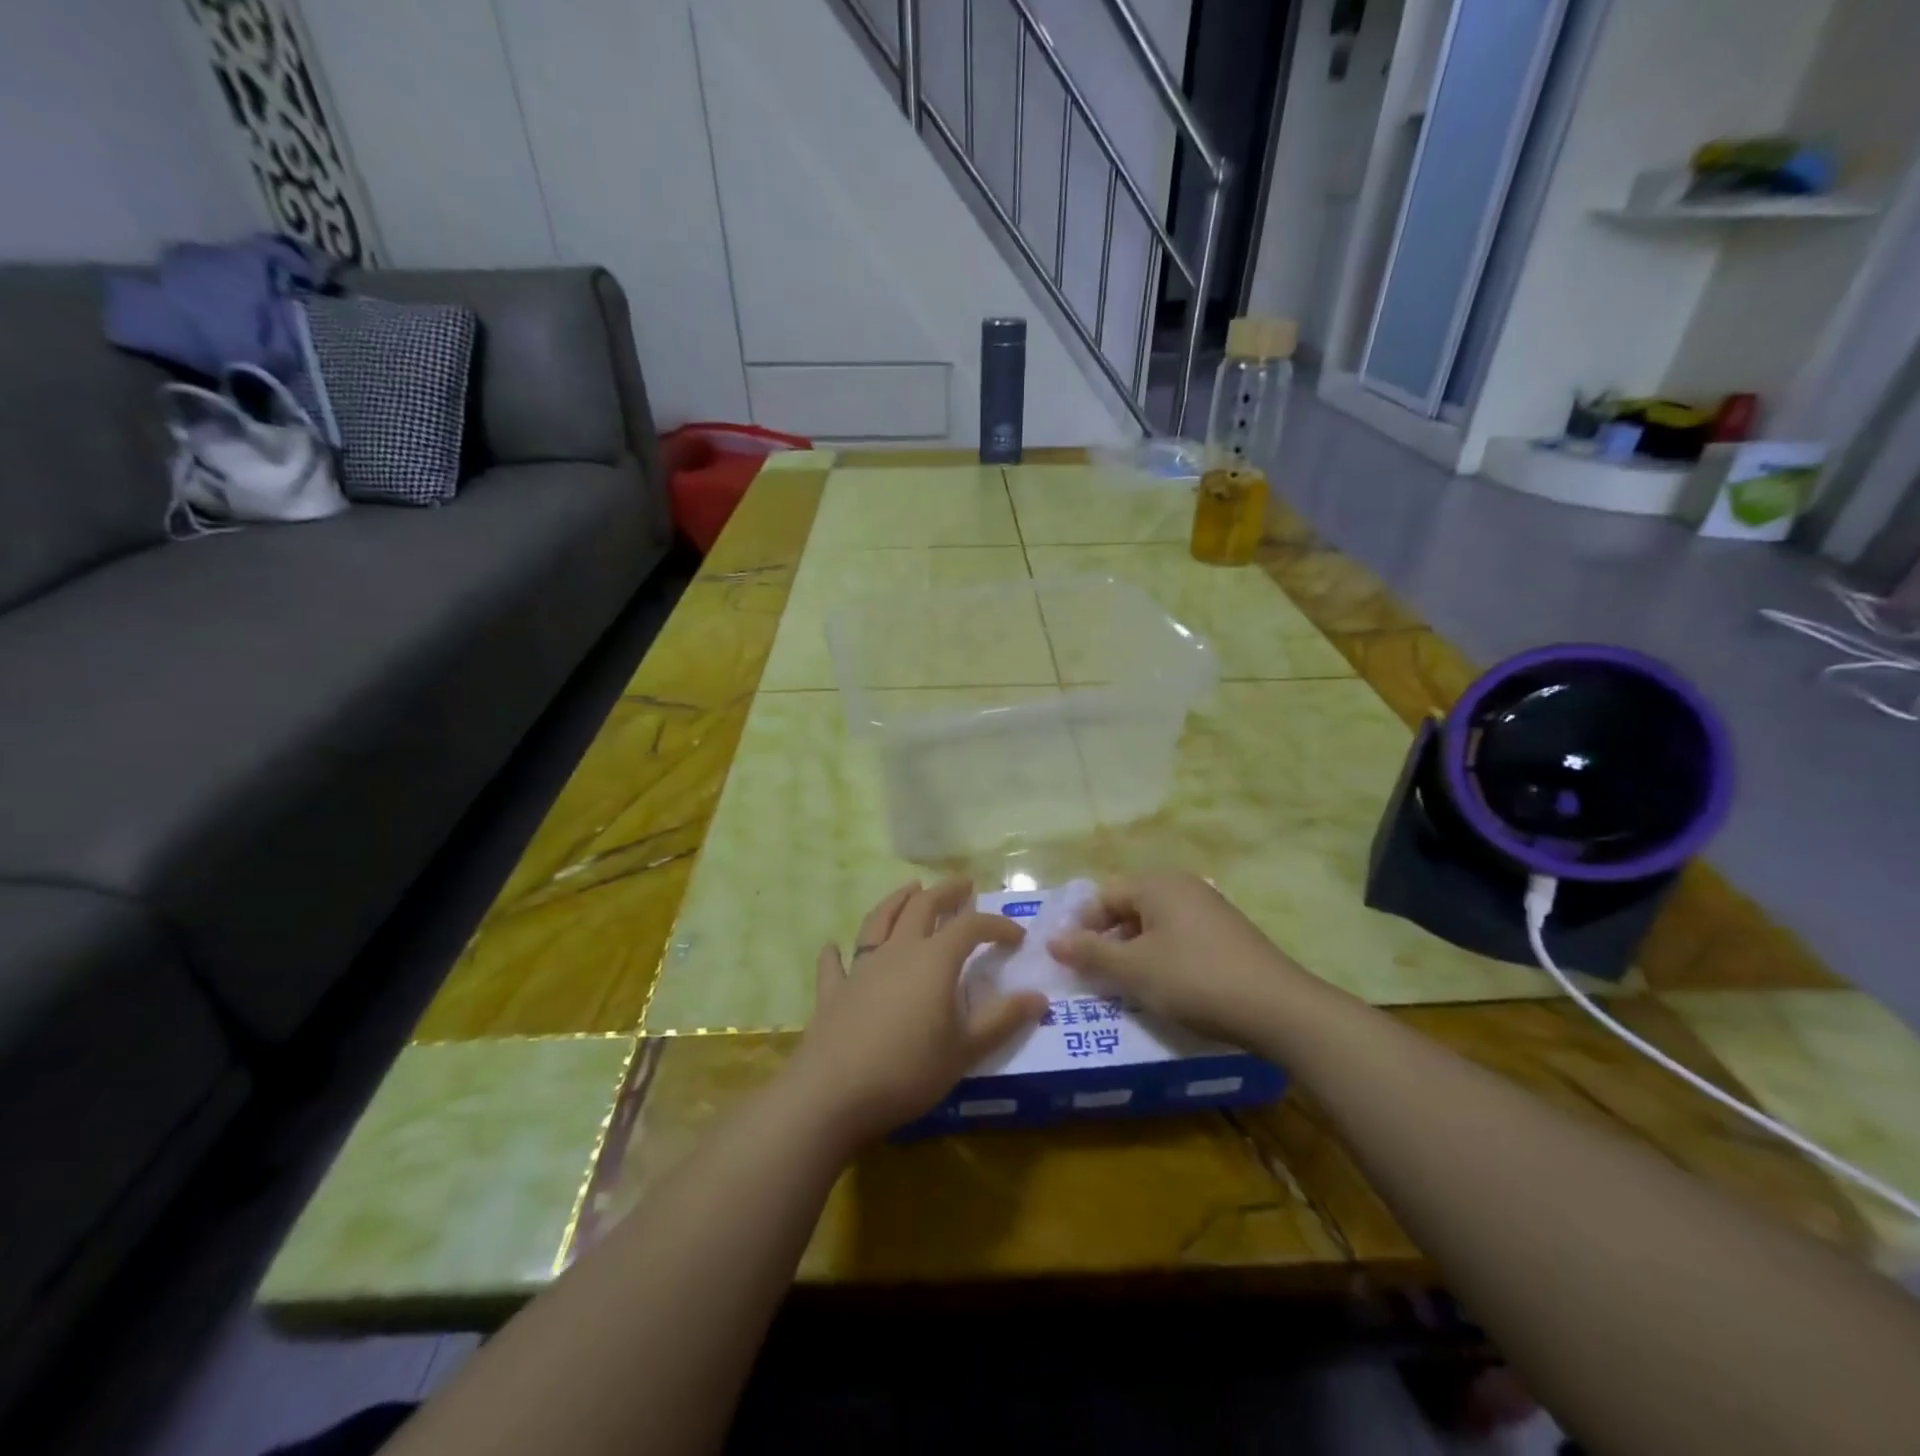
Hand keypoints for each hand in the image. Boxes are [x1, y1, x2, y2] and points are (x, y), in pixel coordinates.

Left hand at [785, 879, 1046, 1148]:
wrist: (833, 1093)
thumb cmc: (908, 1071)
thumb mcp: (965, 1050)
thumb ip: (1002, 1020)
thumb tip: (1039, 997)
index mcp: (934, 960)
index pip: (971, 926)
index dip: (996, 925)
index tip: (1017, 936)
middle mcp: (897, 951)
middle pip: (923, 906)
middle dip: (946, 892)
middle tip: (963, 884)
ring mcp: (861, 967)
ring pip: (879, 920)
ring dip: (897, 900)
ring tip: (911, 888)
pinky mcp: (833, 991)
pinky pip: (835, 964)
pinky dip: (837, 952)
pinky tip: (834, 947)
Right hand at [1047, 872, 1306, 1041]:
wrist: (1278, 1008)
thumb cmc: (1194, 979)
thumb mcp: (1134, 969)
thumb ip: (1090, 952)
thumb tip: (1053, 940)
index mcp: (1157, 884)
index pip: (1103, 895)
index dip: (1081, 926)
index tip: (1069, 961)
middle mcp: (1183, 887)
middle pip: (1129, 907)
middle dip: (1107, 940)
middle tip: (1094, 975)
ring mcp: (1209, 909)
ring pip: (1154, 925)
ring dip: (1133, 952)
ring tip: (1125, 986)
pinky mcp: (1228, 935)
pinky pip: (1179, 938)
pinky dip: (1161, 958)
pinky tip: (1163, 987)